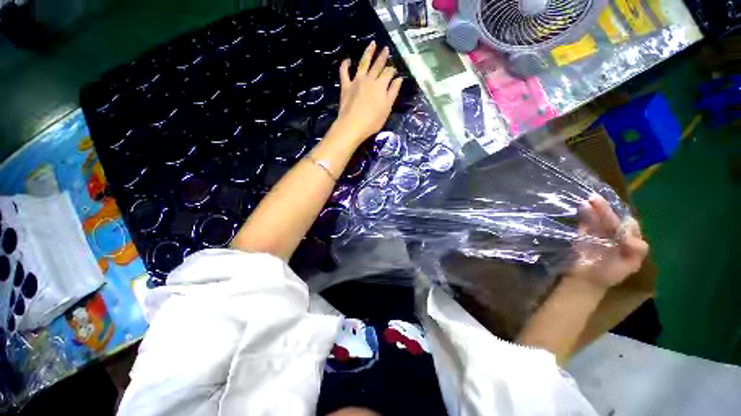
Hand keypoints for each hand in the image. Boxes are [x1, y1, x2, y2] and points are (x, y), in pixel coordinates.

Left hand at [334, 41, 402, 144]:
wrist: (353, 125)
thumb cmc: (373, 120)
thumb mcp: (387, 108)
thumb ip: (393, 92)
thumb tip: (399, 79)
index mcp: (381, 85)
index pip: (388, 72)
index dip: (392, 70)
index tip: (395, 69)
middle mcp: (369, 79)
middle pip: (377, 65)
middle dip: (382, 57)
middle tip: (386, 49)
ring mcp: (356, 81)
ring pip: (363, 63)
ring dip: (368, 52)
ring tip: (372, 43)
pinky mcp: (346, 86)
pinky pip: (344, 72)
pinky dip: (345, 65)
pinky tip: (347, 60)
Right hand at [568, 195, 648, 289]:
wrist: (584, 281)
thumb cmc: (608, 275)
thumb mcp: (629, 264)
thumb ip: (635, 248)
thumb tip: (628, 230)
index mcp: (630, 242)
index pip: (630, 226)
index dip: (624, 220)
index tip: (617, 218)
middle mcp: (616, 235)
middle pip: (613, 219)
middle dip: (606, 210)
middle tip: (596, 199)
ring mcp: (599, 234)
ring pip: (599, 219)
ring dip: (596, 209)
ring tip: (590, 199)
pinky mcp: (584, 234)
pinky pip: (586, 222)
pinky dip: (585, 214)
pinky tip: (583, 206)